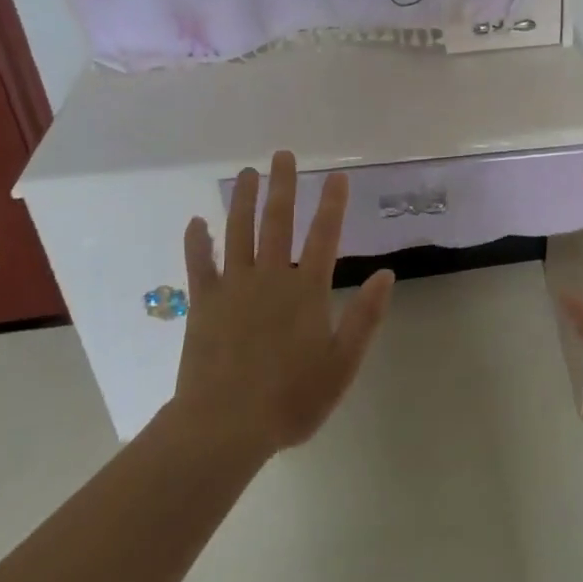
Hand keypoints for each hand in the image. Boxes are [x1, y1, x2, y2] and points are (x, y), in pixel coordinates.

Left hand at [172, 150, 393, 459]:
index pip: (325, 236)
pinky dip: (198, 241)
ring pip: (239, 231)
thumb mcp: (341, 365)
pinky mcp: (204, 302)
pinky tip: (196, 222)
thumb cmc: (290, 399)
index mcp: (306, 290)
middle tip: (284, 155)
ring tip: (248, 173)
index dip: (333, 204)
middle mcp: (270, 277)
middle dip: (284, 186)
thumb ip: (364, 318)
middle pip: (278, 221)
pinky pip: (199, 264)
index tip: (337, 176)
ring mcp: (233, 286)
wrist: (225, 426)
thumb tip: (386, 275)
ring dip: (244, 199)